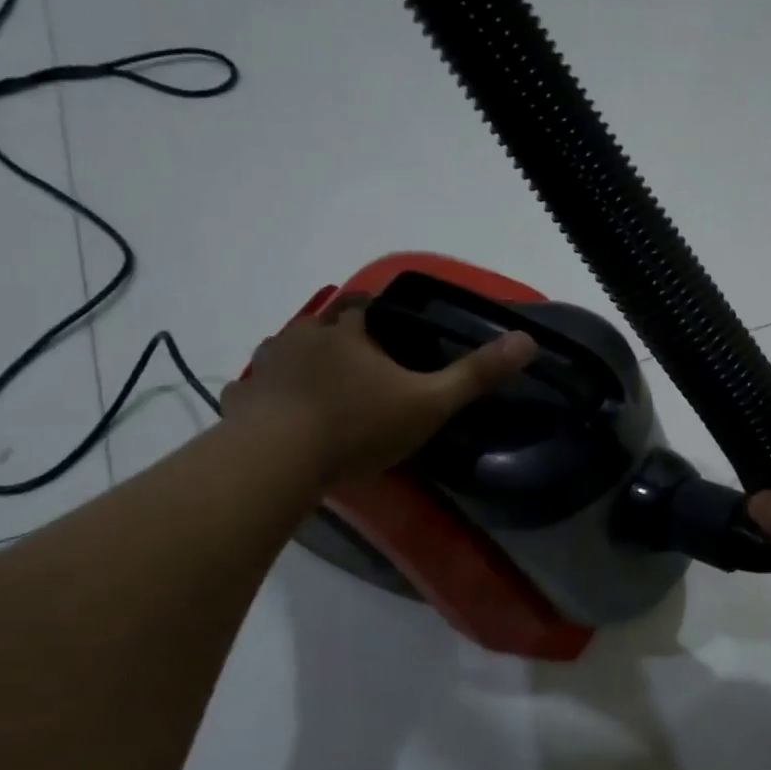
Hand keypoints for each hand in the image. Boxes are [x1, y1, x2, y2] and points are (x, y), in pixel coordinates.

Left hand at [221, 294, 536, 484]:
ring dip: (309, 368)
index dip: (385, 320)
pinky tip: (287, 421)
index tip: (400, 344)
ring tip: (330, 398)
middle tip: (370, 377)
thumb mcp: (429, 403)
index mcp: (348, 329)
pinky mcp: (243, 399)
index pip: (368, 305)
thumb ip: (476, 374)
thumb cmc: (358, 425)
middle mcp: (303, 335)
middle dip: (347, 345)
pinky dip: (276, 399)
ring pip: (292, 356)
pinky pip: (262, 390)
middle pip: (328, 328)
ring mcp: (266, 366)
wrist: (274, 464)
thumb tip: (528, 340)